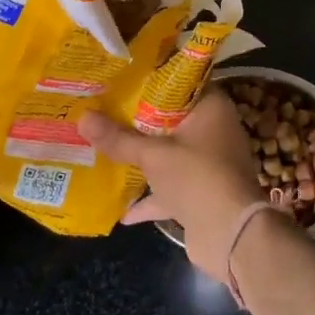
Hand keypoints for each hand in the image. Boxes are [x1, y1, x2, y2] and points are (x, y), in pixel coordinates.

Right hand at [80, 91, 268, 280]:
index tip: (123, 79)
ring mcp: (210, 164)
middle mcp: (214, 131)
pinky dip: (151, 198)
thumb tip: (83, 117)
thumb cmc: (197, 177)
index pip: (182, 83)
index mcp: (211, 108)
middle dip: (140, 122)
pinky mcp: (203, 193)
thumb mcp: (153, 155)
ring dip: (144, 159)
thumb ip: (119, 138)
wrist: (231, 235)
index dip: (153, 80)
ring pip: (171, 154)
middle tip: (105, 111)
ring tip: (107, 153)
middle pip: (172, 120)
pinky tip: (122, 211)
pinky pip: (172, 188)